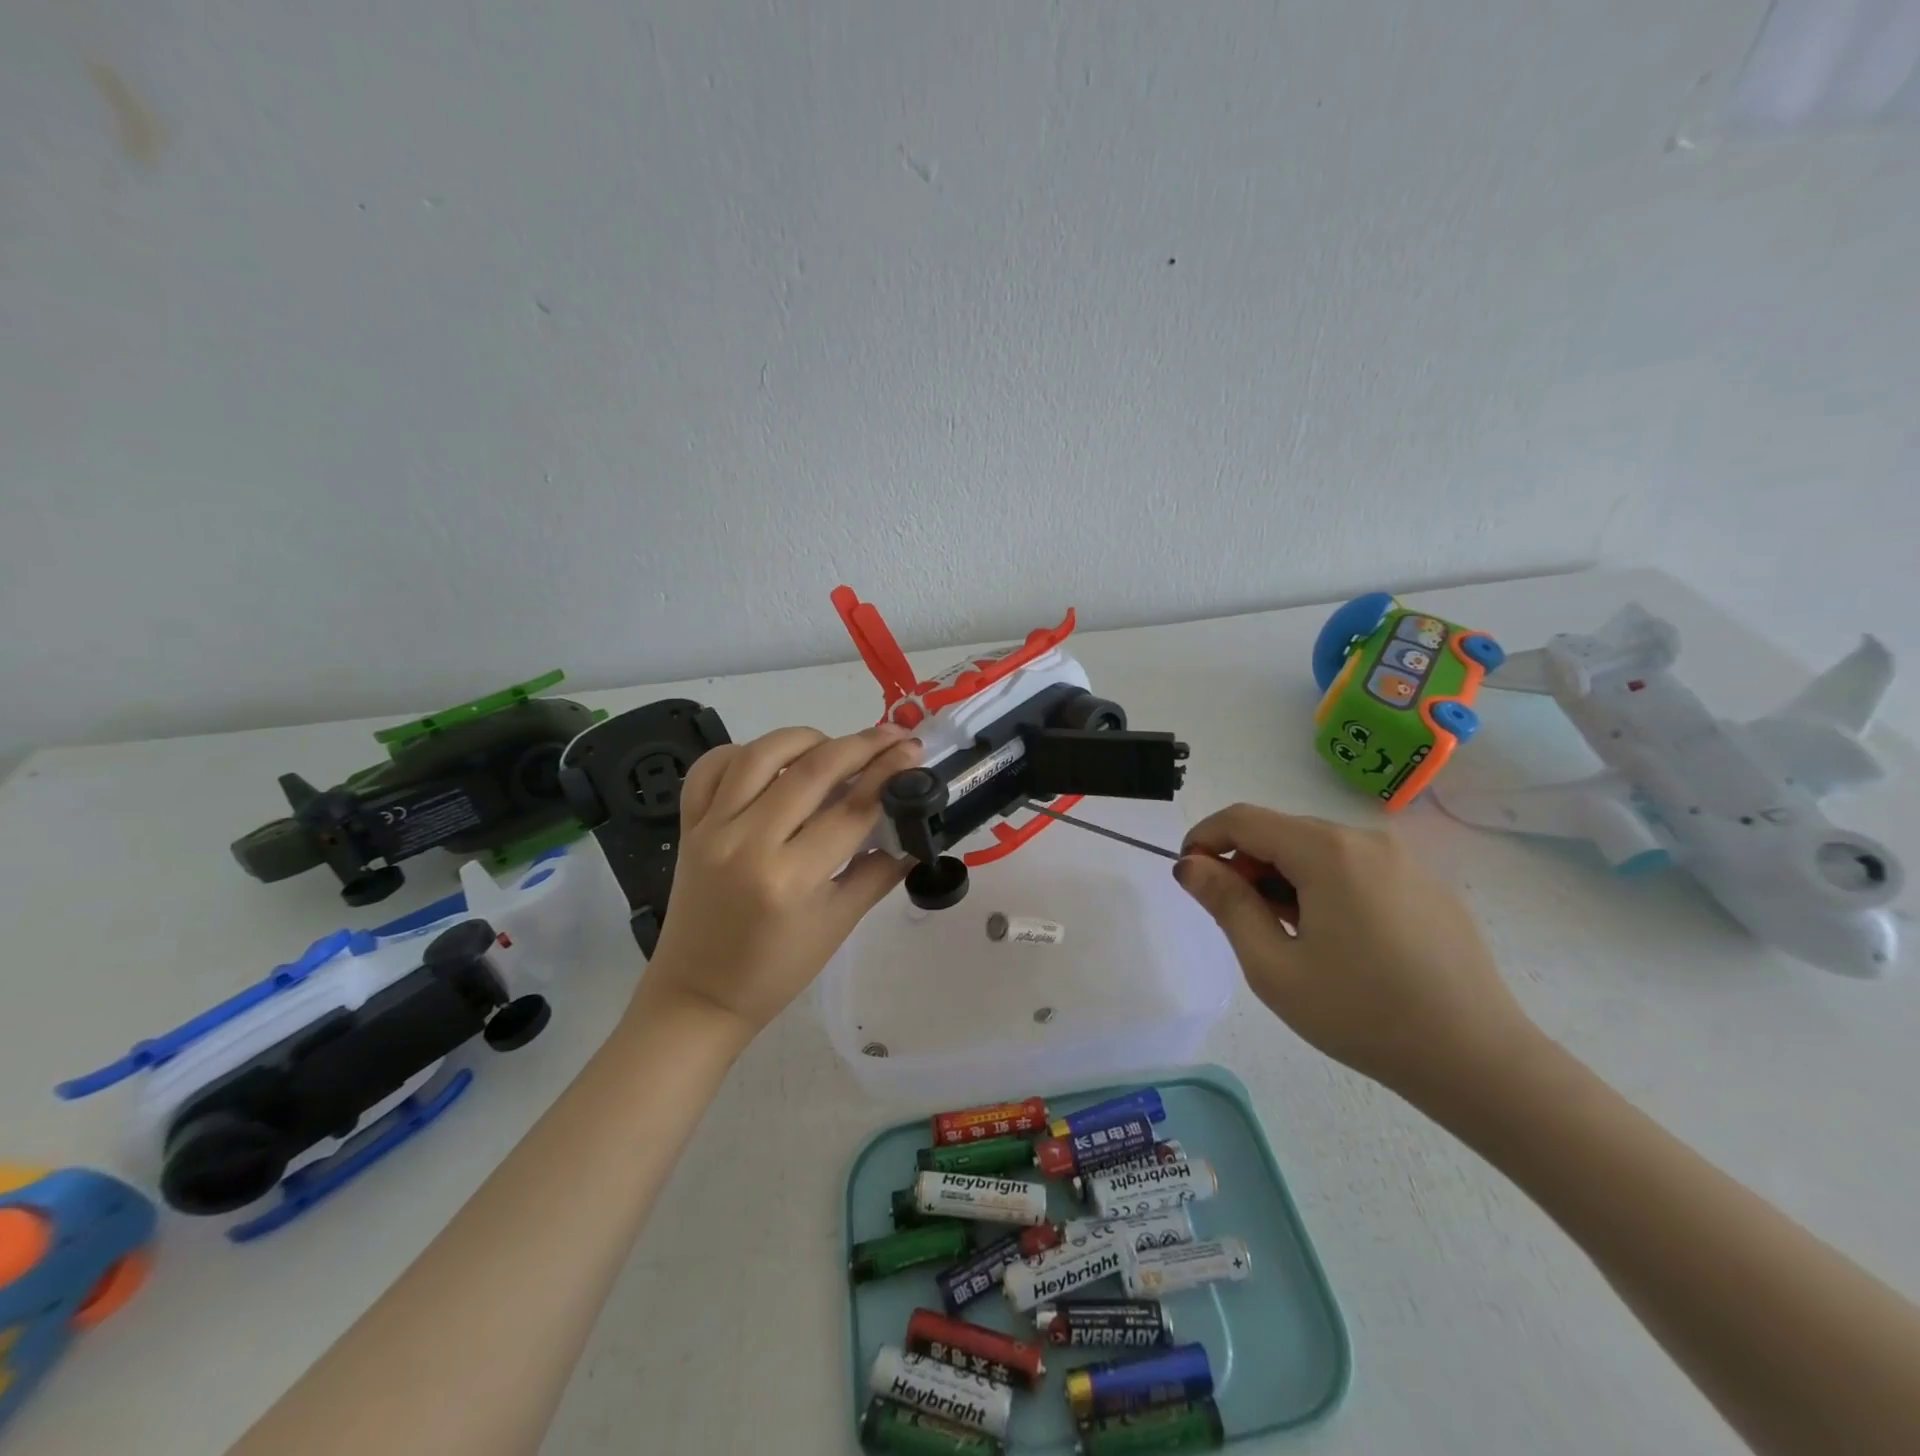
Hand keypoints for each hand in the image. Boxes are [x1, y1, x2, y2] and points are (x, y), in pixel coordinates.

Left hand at [639, 723, 921, 1035]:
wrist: (699, 995)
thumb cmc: (776, 970)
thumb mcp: (839, 924)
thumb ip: (878, 871)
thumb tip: (912, 830)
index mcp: (791, 878)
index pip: (852, 810)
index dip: (889, 774)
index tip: (913, 751)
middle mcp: (749, 842)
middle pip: (812, 771)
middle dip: (860, 746)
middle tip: (891, 736)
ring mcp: (712, 829)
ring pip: (760, 755)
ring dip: (805, 738)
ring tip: (833, 745)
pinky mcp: (688, 825)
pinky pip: (710, 769)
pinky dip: (742, 752)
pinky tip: (770, 761)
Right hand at [1175, 804, 1538, 1105]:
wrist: (1478, 1061)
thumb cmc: (1361, 1014)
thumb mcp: (1274, 966)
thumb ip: (1227, 904)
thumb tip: (1189, 865)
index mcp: (1327, 851)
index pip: (1244, 819)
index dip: (1204, 838)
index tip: (1188, 875)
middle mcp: (1366, 839)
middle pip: (1282, 831)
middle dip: (1245, 862)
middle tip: (1236, 916)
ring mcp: (1404, 859)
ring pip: (1319, 849)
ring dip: (1285, 875)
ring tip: (1286, 932)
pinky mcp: (1427, 883)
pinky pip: (1356, 866)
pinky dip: (1325, 884)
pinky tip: (1335, 937)